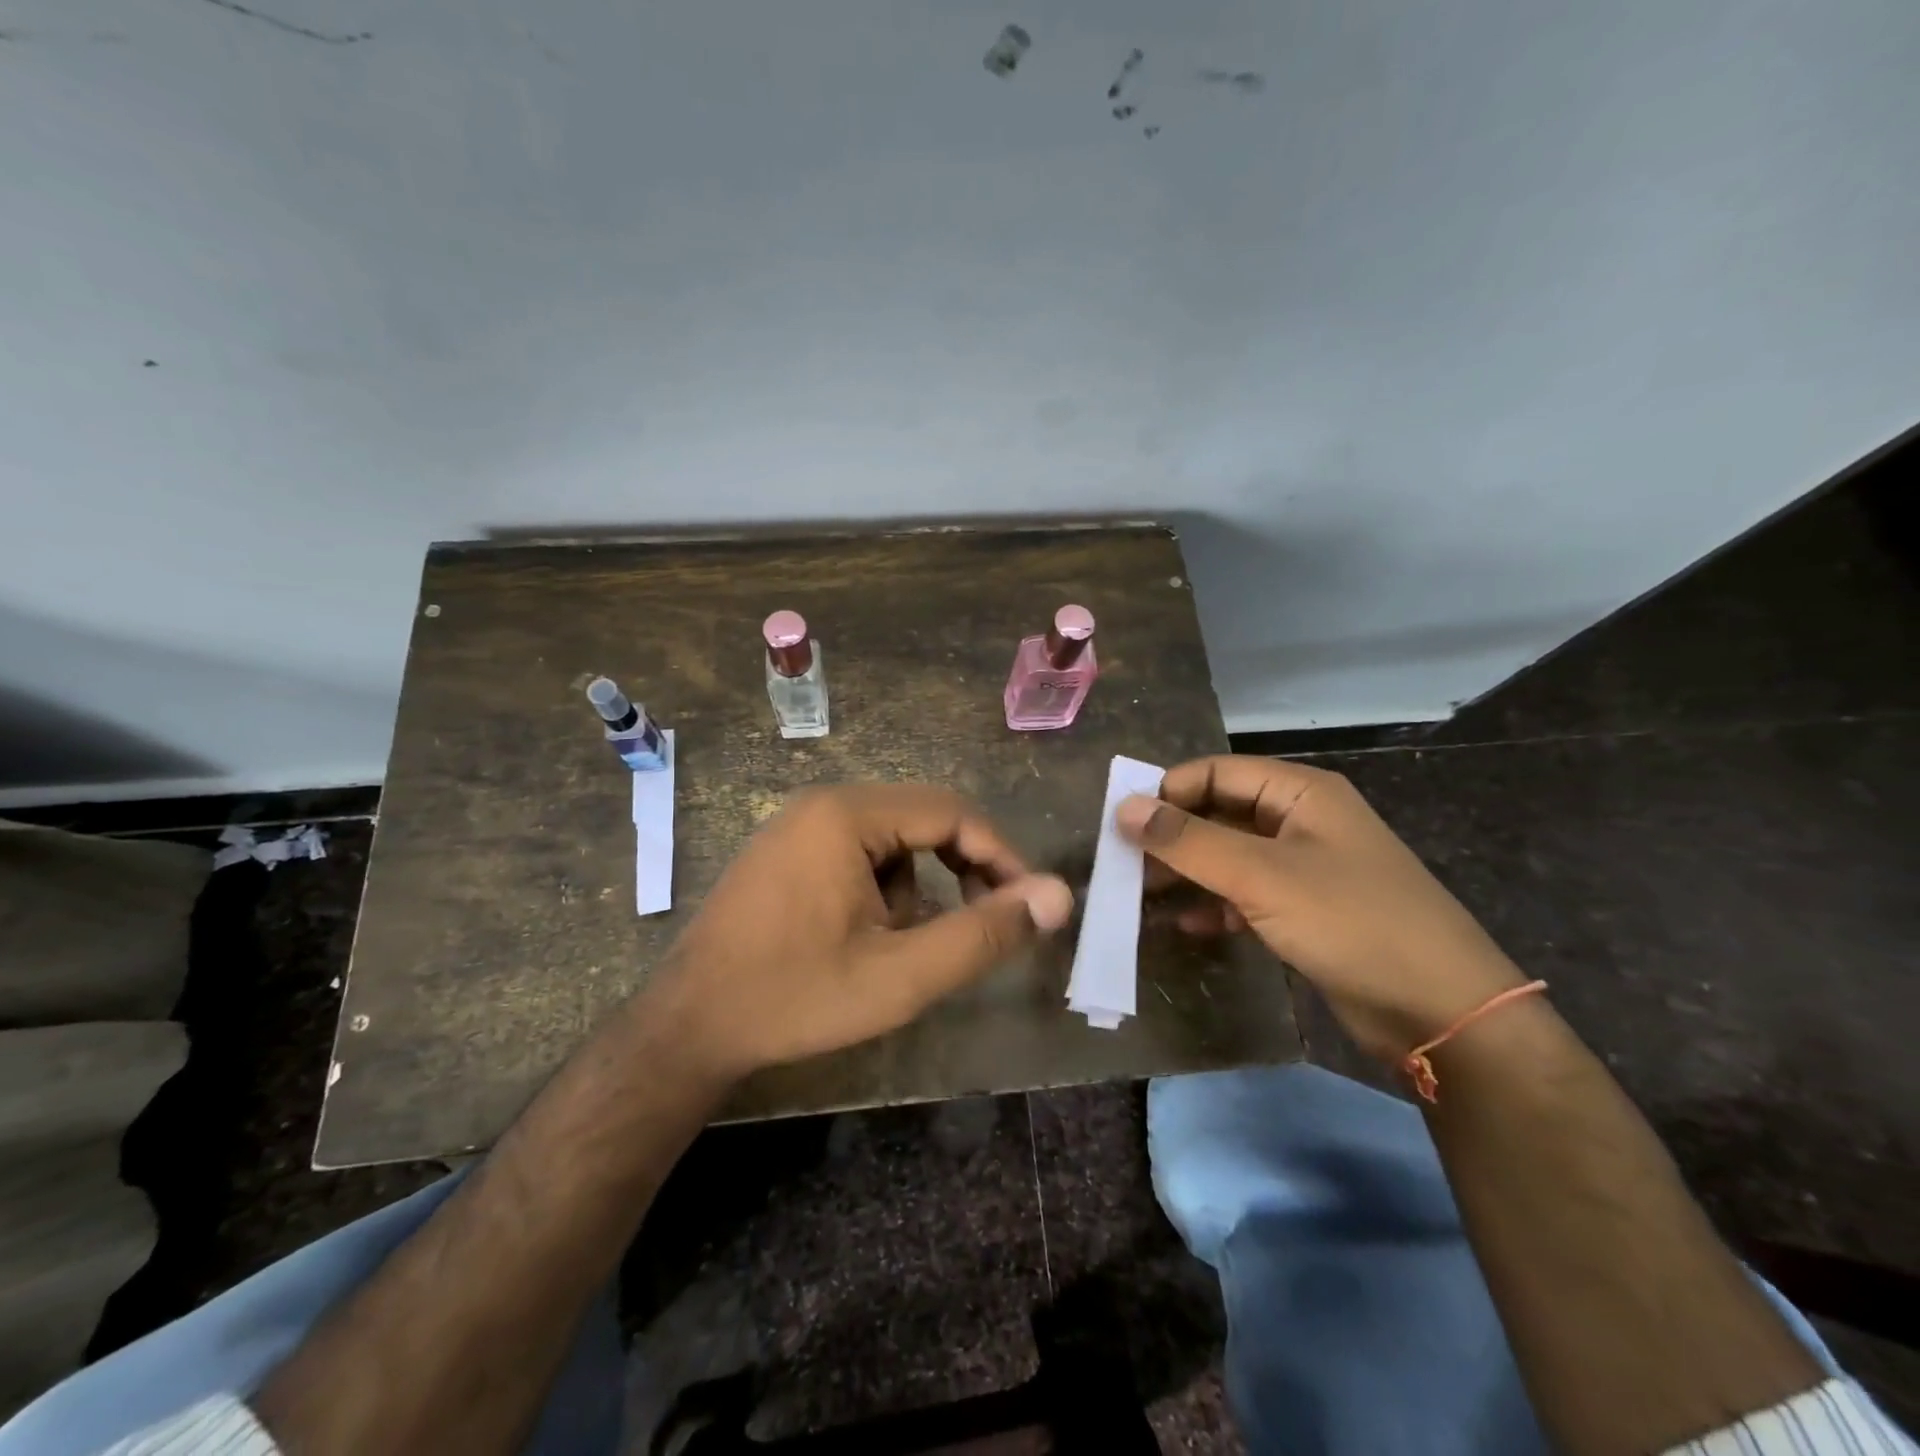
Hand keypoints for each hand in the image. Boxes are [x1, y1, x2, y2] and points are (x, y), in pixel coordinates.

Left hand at [648, 784, 1073, 1079]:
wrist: (688, 1028)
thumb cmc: (797, 998)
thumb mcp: (903, 975)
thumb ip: (984, 934)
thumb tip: (1058, 896)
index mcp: (848, 814)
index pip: (953, 813)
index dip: (1001, 856)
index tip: (1030, 905)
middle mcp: (823, 803)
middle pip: (922, 820)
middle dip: (962, 871)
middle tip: (986, 924)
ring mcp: (797, 825)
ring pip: (892, 841)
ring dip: (918, 887)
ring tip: (904, 947)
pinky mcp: (785, 851)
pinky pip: (858, 853)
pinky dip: (882, 890)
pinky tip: (864, 938)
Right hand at [1117, 755, 1523, 1063]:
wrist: (1442, 1010)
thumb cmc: (1350, 921)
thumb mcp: (1260, 875)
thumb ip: (1188, 840)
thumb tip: (1123, 808)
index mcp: (1300, 792)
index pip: (1214, 772)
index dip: (1166, 792)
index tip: (1120, 824)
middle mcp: (1301, 820)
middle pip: (1219, 813)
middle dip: (1172, 836)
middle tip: (1123, 864)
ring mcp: (1305, 867)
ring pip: (1229, 856)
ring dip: (1188, 872)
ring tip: (1141, 896)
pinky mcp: (1307, 910)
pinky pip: (1247, 893)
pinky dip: (1216, 904)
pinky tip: (1187, 925)